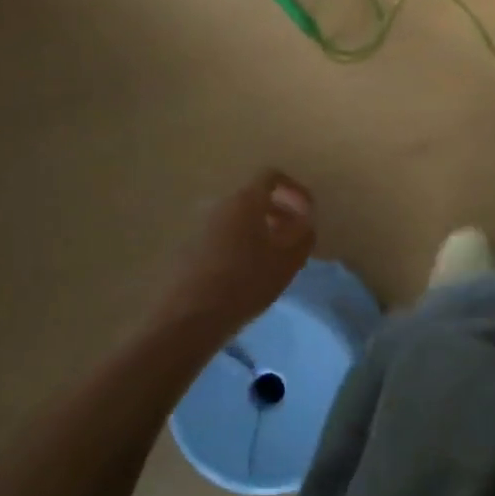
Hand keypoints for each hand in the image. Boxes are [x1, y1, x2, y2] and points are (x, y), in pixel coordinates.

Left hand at [155, 170, 315, 336]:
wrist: (187, 318)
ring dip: (258, 229)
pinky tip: (246, 272)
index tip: (308, 213)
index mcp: (245, 200)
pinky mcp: (186, 248)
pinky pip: (221, 235)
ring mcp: (198, 226)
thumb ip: (304, 234)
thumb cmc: (246, 282)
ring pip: (237, 218)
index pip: (272, 177)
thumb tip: (305, 220)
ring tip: (272, 257)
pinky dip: (239, 243)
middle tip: (293, 237)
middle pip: (253, 197)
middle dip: (278, 212)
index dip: (295, 190)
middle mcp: (219, 204)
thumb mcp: (288, 260)